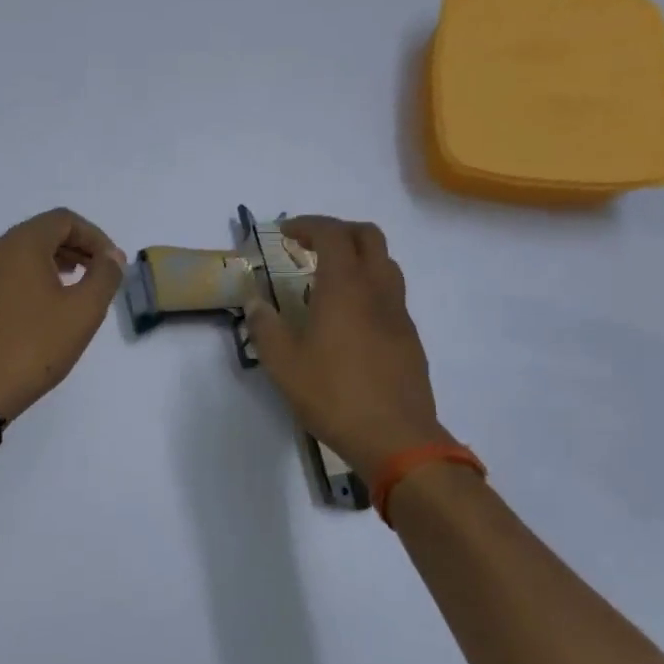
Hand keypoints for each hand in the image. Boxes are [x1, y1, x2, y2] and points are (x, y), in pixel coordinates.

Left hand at [0, 208, 127, 421]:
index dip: (95, 236)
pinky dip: (31, 280)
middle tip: (99, 274)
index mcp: (21, 244)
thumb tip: (111, 256)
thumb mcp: (83, 311)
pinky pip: (6, 276)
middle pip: (41, 233)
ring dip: (54, 264)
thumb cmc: (35, 346)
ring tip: (76, 289)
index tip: (113, 263)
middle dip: (75, 248)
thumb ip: (104, 276)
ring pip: (22, 255)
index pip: (63, 220)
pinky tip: (44, 310)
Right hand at [244, 216, 444, 483]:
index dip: (308, 225)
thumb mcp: (283, 364)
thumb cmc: (333, 395)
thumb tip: (254, 302)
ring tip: (329, 278)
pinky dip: (369, 286)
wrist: (396, 437)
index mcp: (345, 288)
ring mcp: (399, 313)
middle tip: (310, 246)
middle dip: (338, 231)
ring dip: (358, 257)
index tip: (286, 234)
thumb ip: (265, 327)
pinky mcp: (409, 337)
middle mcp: (377, 290)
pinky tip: (349, 317)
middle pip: (368, 236)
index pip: (332, 234)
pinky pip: (391, 294)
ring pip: (385, 263)